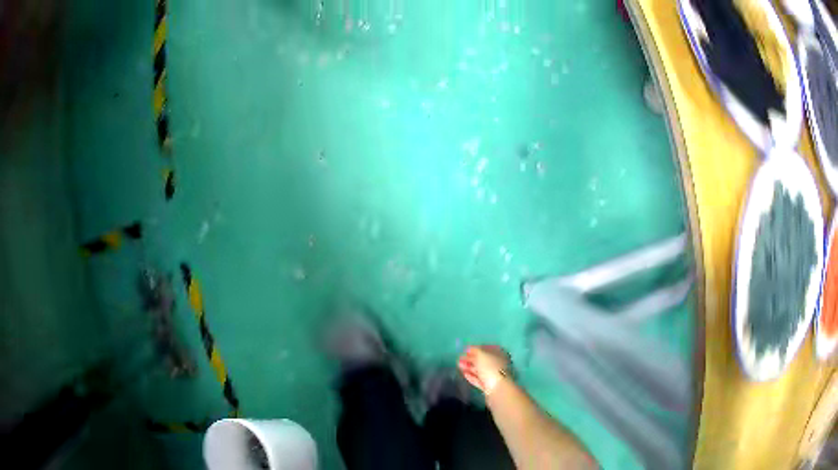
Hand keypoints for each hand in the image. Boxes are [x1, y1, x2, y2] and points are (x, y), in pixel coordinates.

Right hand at [458, 345, 511, 394]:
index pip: (487, 349)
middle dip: (471, 359)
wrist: (497, 389)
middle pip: (483, 360)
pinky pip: (479, 379)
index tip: (465, 350)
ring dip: (469, 367)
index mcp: (499, 354)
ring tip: (459, 365)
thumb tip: (469, 349)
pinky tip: (464, 374)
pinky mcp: (489, 386)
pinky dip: (472, 376)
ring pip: (480, 370)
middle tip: (459, 359)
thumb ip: (475, 350)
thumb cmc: (490, 368)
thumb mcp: (481, 355)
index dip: (476, 349)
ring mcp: (493, 376)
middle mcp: (498, 364)